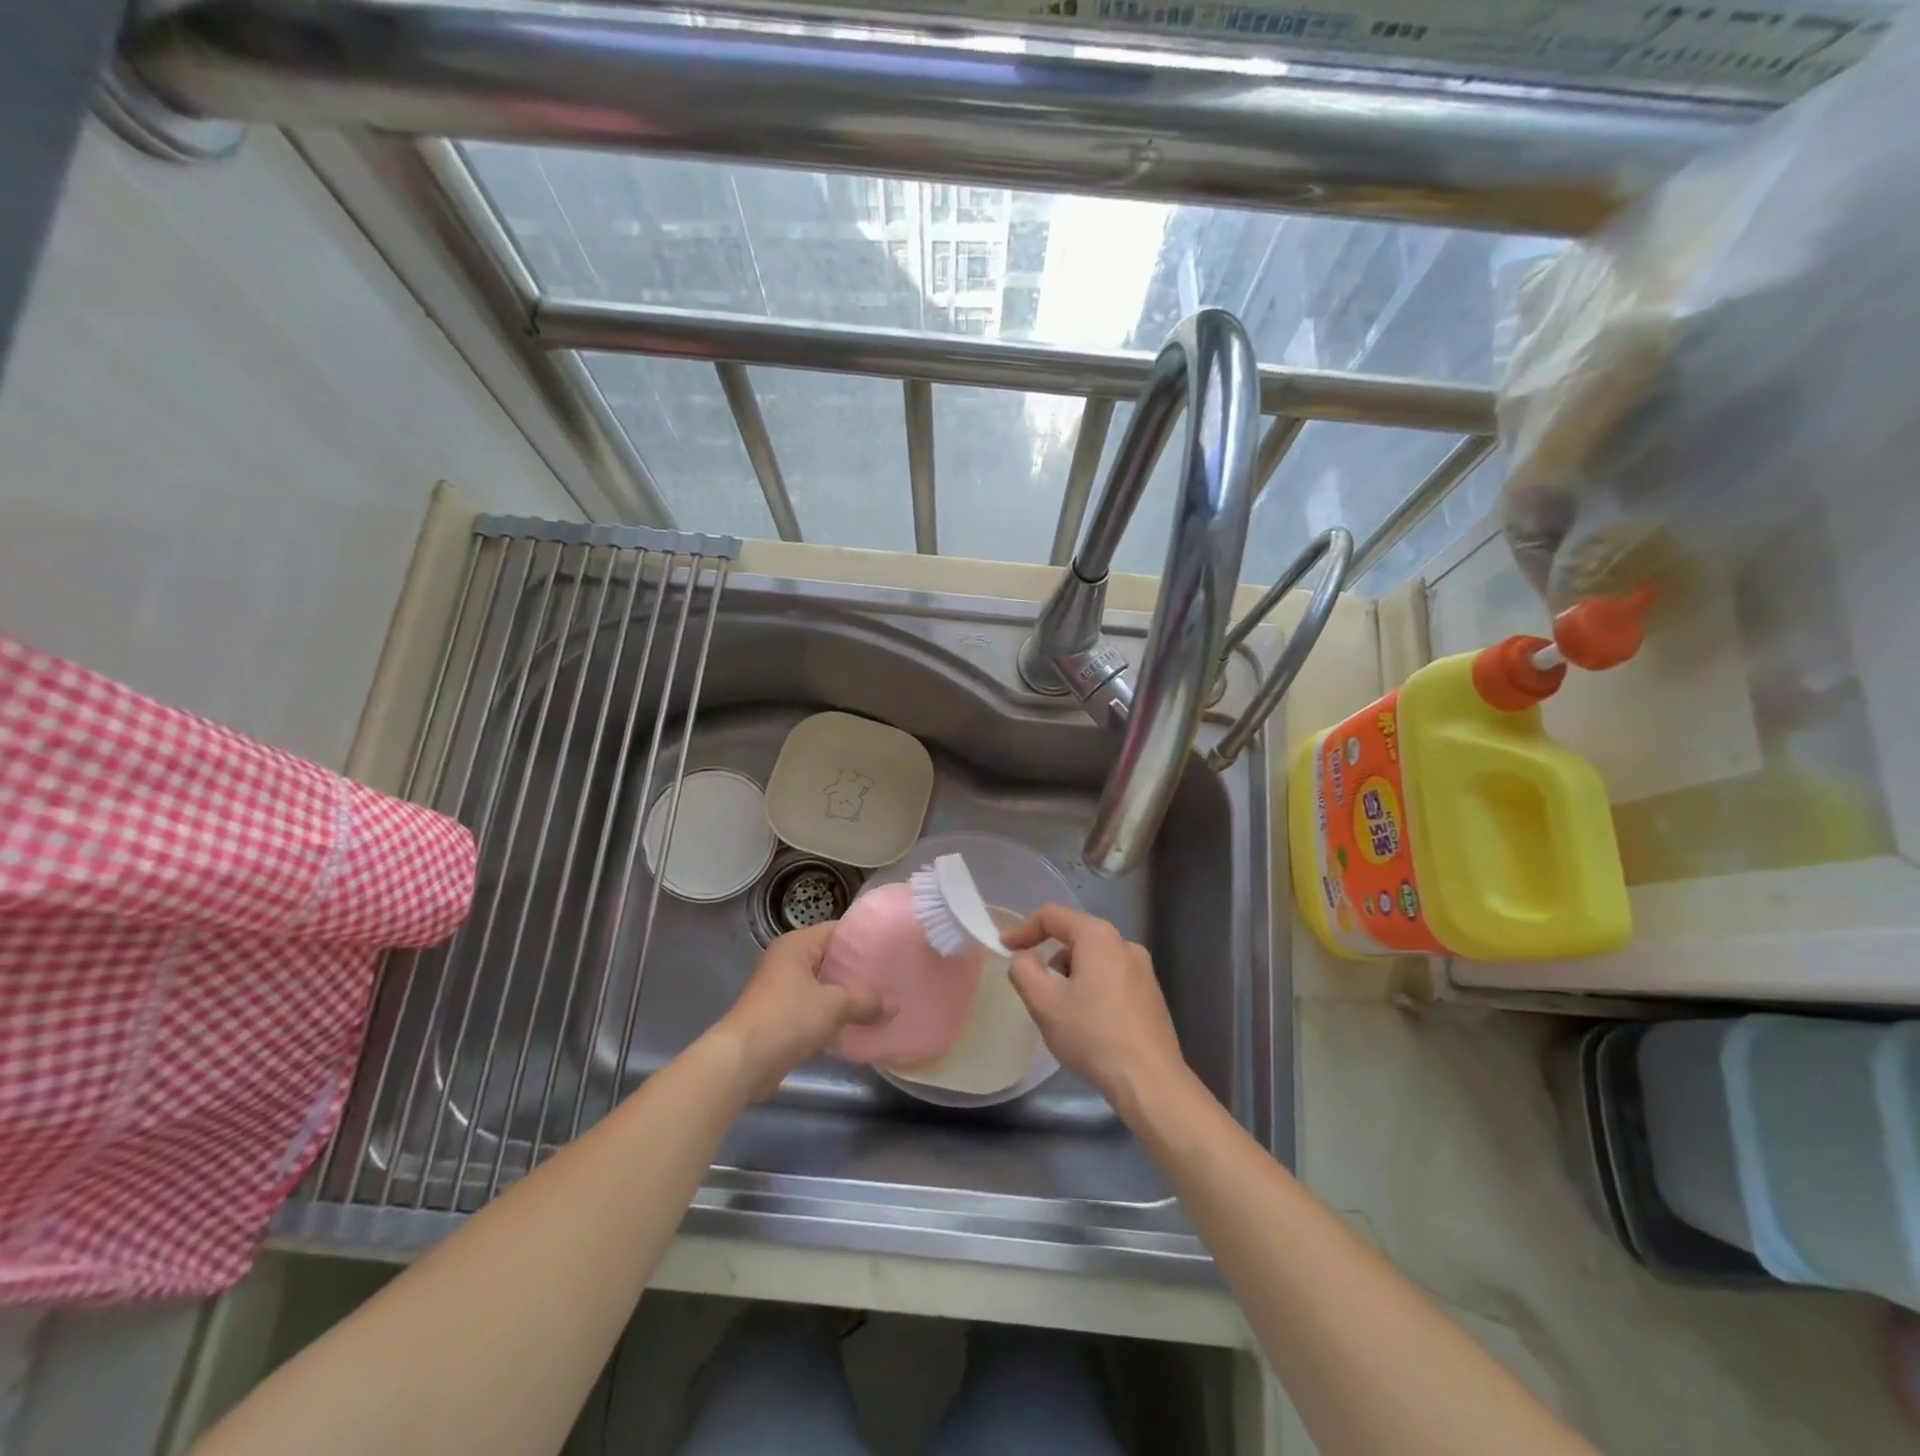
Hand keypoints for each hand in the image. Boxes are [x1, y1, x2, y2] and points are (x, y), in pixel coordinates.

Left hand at [712, 923, 887, 1101]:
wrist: (741, 1063)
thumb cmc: (787, 1019)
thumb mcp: (834, 1006)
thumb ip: (866, 1002)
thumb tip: (895, 1005)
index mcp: (796, 945)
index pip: (837, 930)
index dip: (864, 938)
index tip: (892, 948)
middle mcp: (787, 961)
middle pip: (831, 959)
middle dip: (858, 970)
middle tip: (891, 977)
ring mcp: (782, 990)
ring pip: (823, 986)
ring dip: (847, 996)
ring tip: (881, 1001)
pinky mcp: (781, 1017)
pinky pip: (814, 1009)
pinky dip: (833, 1016)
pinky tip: (858, 1025)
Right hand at [1002, 905, 1188, 1119]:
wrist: (1149, 1080)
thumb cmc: (1092, 1034)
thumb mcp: (1044, 1002)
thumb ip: (1023, 970)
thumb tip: (1023, 957)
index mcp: (1099, 937)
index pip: (1052, 916)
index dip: (1023, 929)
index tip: (1005, 950)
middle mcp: (1125, 944)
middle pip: (1075, 937)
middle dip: (1049, 958)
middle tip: (1035, 990)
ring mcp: (1143, 970)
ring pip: (1094, 961)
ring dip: (1071, 977)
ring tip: (1062, 1013)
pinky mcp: (1152, 995)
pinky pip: (1111, 980)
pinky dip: (1092, 990)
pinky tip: (1088, 1025)